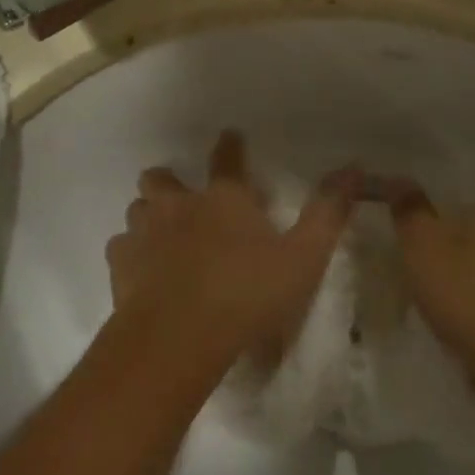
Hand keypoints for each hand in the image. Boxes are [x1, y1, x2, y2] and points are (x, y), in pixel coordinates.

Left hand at [107, 131, 359, 374]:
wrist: (179, 337)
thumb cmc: (247, 293)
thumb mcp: (303, 257)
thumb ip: (328, 212)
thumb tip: (353, 167)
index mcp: (224, 198)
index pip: (227, 158)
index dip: (230, 145)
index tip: (230, 137)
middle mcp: (178, 205)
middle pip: (161, 177)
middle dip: (169, 181)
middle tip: (182, 198)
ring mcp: (144, 233)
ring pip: (138, 209)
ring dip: (149, 216)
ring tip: (161, 235)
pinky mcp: (120, 266)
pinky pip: (120, 248)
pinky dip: (131, 253)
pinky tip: (141, 271)